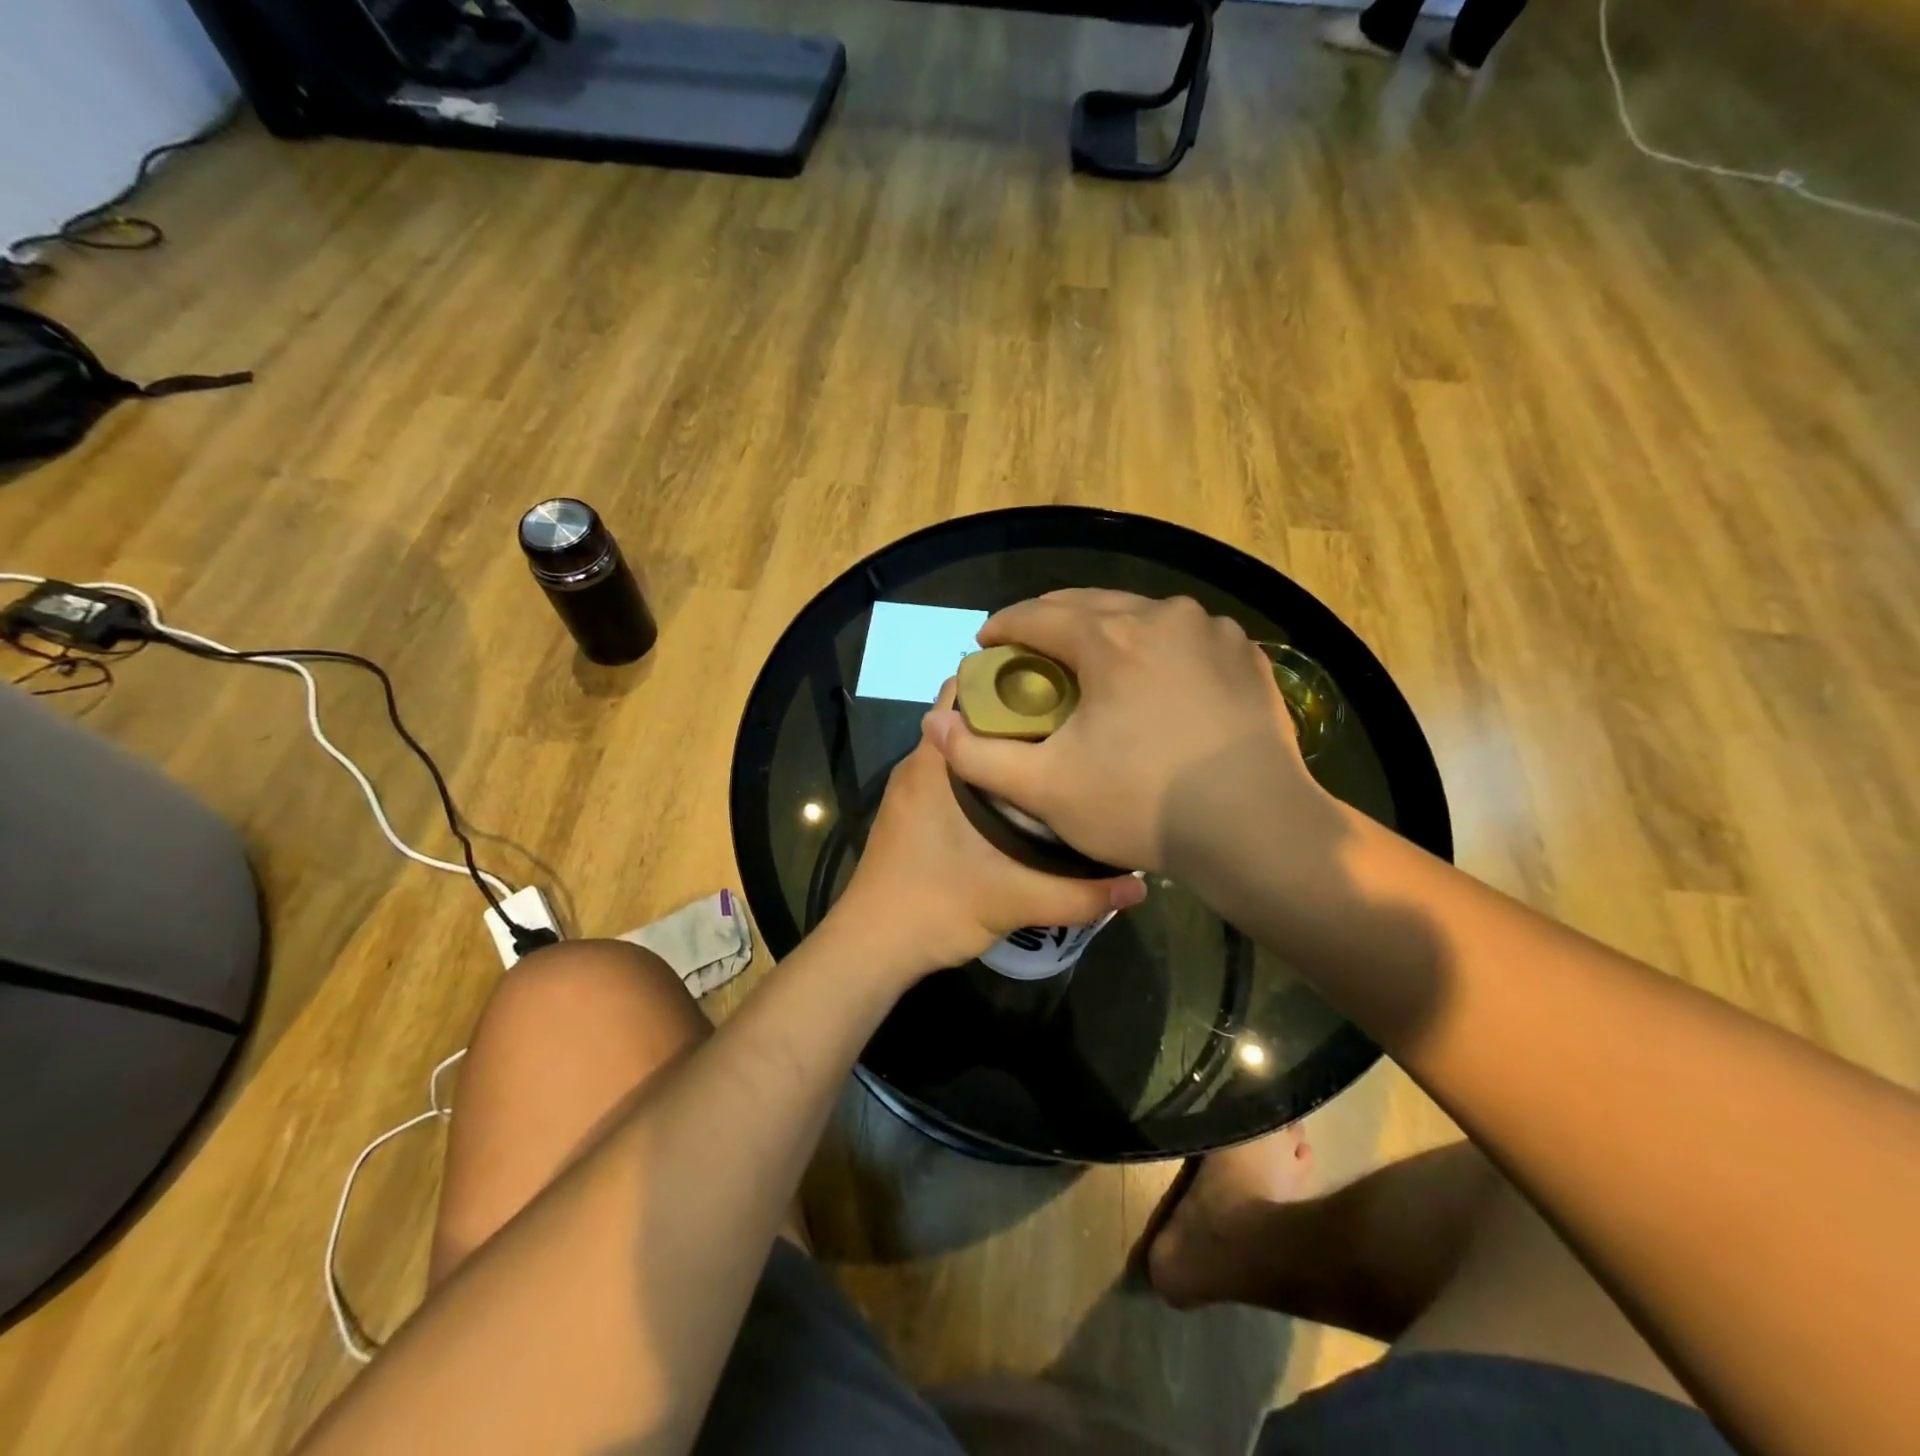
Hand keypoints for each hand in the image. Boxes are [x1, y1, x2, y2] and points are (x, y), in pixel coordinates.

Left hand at [830, 686, 1145, 980]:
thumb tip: (1140, 887)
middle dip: (1016, 711)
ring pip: (961, 747)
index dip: (1010, 678)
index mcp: (934, 764)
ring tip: (1056, 751)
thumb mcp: (1014, 900)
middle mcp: (919, 764)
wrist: (872, 948)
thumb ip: (1080, 895)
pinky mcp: (911, 812)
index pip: (966, 691)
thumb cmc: (934, 907)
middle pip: (968, 716)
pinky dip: (984, 773)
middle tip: (1071, 719)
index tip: (1059, 683)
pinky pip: (951, 773)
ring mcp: (911, 789)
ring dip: (1000, 745)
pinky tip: (1023, 795)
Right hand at [923, 590, 1332, 872]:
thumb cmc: (1143, 805)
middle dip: (1051, 621)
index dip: (1003, 626)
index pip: (1037, 615)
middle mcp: (1162, 616)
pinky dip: (1157, 647)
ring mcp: (1212, 632)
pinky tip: (1155, 676)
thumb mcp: (1046, 789)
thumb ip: (979, 757)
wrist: (1257, 829)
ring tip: (1091, 659)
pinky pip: (1186, 637)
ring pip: (1141, 614)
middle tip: (1030, 650)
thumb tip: (936, 724)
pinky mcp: (1248, 656)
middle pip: (1088, 604)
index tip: (986, 644)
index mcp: (1109, 637)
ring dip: (1106, 629)